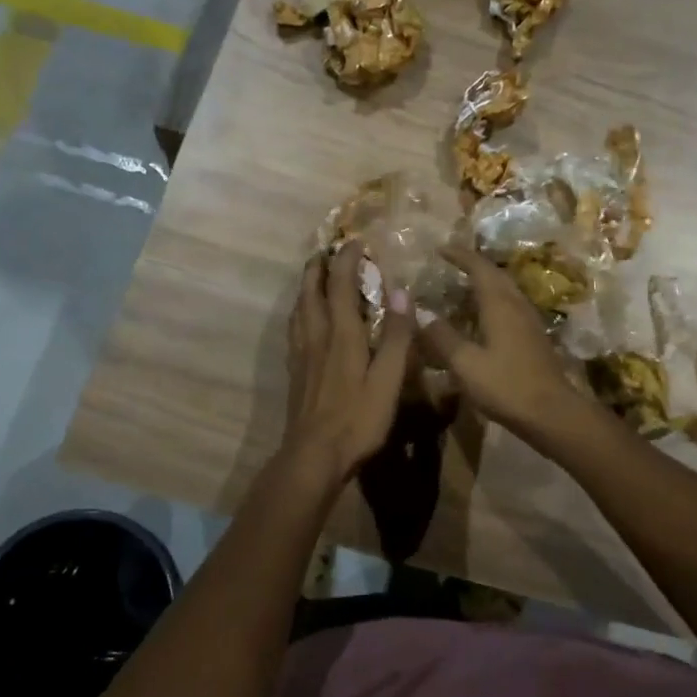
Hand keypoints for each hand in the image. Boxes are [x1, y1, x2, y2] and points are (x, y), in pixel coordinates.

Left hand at [282, 243, 411, 481]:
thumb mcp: (388, 380)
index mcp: (342, 335)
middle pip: (310, 291)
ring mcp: (301, 354)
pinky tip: (305, 321)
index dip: (346, 260)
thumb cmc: (357, 419)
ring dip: (306, 287)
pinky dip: (301, 312)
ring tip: (314, 277)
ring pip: (299, 309)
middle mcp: (317, 337)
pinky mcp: (295, 372)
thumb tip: (402, 292)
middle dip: (318, 267)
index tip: (356, 242)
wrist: (313, 455)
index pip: (340, 285)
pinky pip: (295, 328)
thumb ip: (397, 336)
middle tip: (327, 252)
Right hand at [417, 246, 585, 439]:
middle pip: (496, 275)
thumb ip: (442, 338)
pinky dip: (494, 301)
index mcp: (500, 304)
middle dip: (473, 265)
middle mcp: (517, 305)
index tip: (441, 249)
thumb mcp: (465, 364)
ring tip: (464, 286)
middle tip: (451, 263)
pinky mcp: (535, 338)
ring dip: (485, 282)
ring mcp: (530, 321)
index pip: (479, 267)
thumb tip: (422, 315)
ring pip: (506, 290)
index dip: (460, 255)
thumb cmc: (506, 386)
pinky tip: (484, 317)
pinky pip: (511, 307)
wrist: (552, 412)